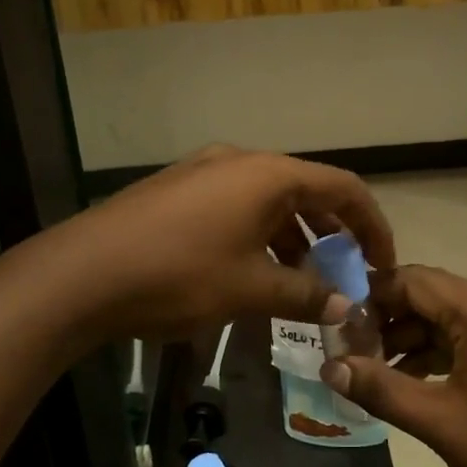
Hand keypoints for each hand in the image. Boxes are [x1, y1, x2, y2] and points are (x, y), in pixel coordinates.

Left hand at [42, 146, 395, 345]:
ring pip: (270, 200)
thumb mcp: (249, 289)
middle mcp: (240, 161)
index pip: (344, 188)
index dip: (372, 225)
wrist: (82, 273)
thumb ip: (303, 295)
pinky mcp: (179, 191)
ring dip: (295, 237)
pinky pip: (238, 206)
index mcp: (268, 174)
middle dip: (333, 234)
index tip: (384, 264)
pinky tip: (255, 271)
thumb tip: (343, 306)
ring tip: (303, 281)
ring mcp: (205, 172)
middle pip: (307, 191)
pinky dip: (260, 234)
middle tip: (345, 275)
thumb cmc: (179, 275)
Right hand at [322, 265, 466, 466]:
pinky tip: (409, 387)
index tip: (337, 322)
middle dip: (388, 317)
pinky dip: (435, 358)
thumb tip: (329, 366)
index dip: (374, 294)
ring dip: (409, 340)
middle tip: (349, 348)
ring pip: (450, 324)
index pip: (418, 281)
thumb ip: (383, 390)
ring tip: (371, 371)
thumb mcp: (442, 425)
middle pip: (434, 297)